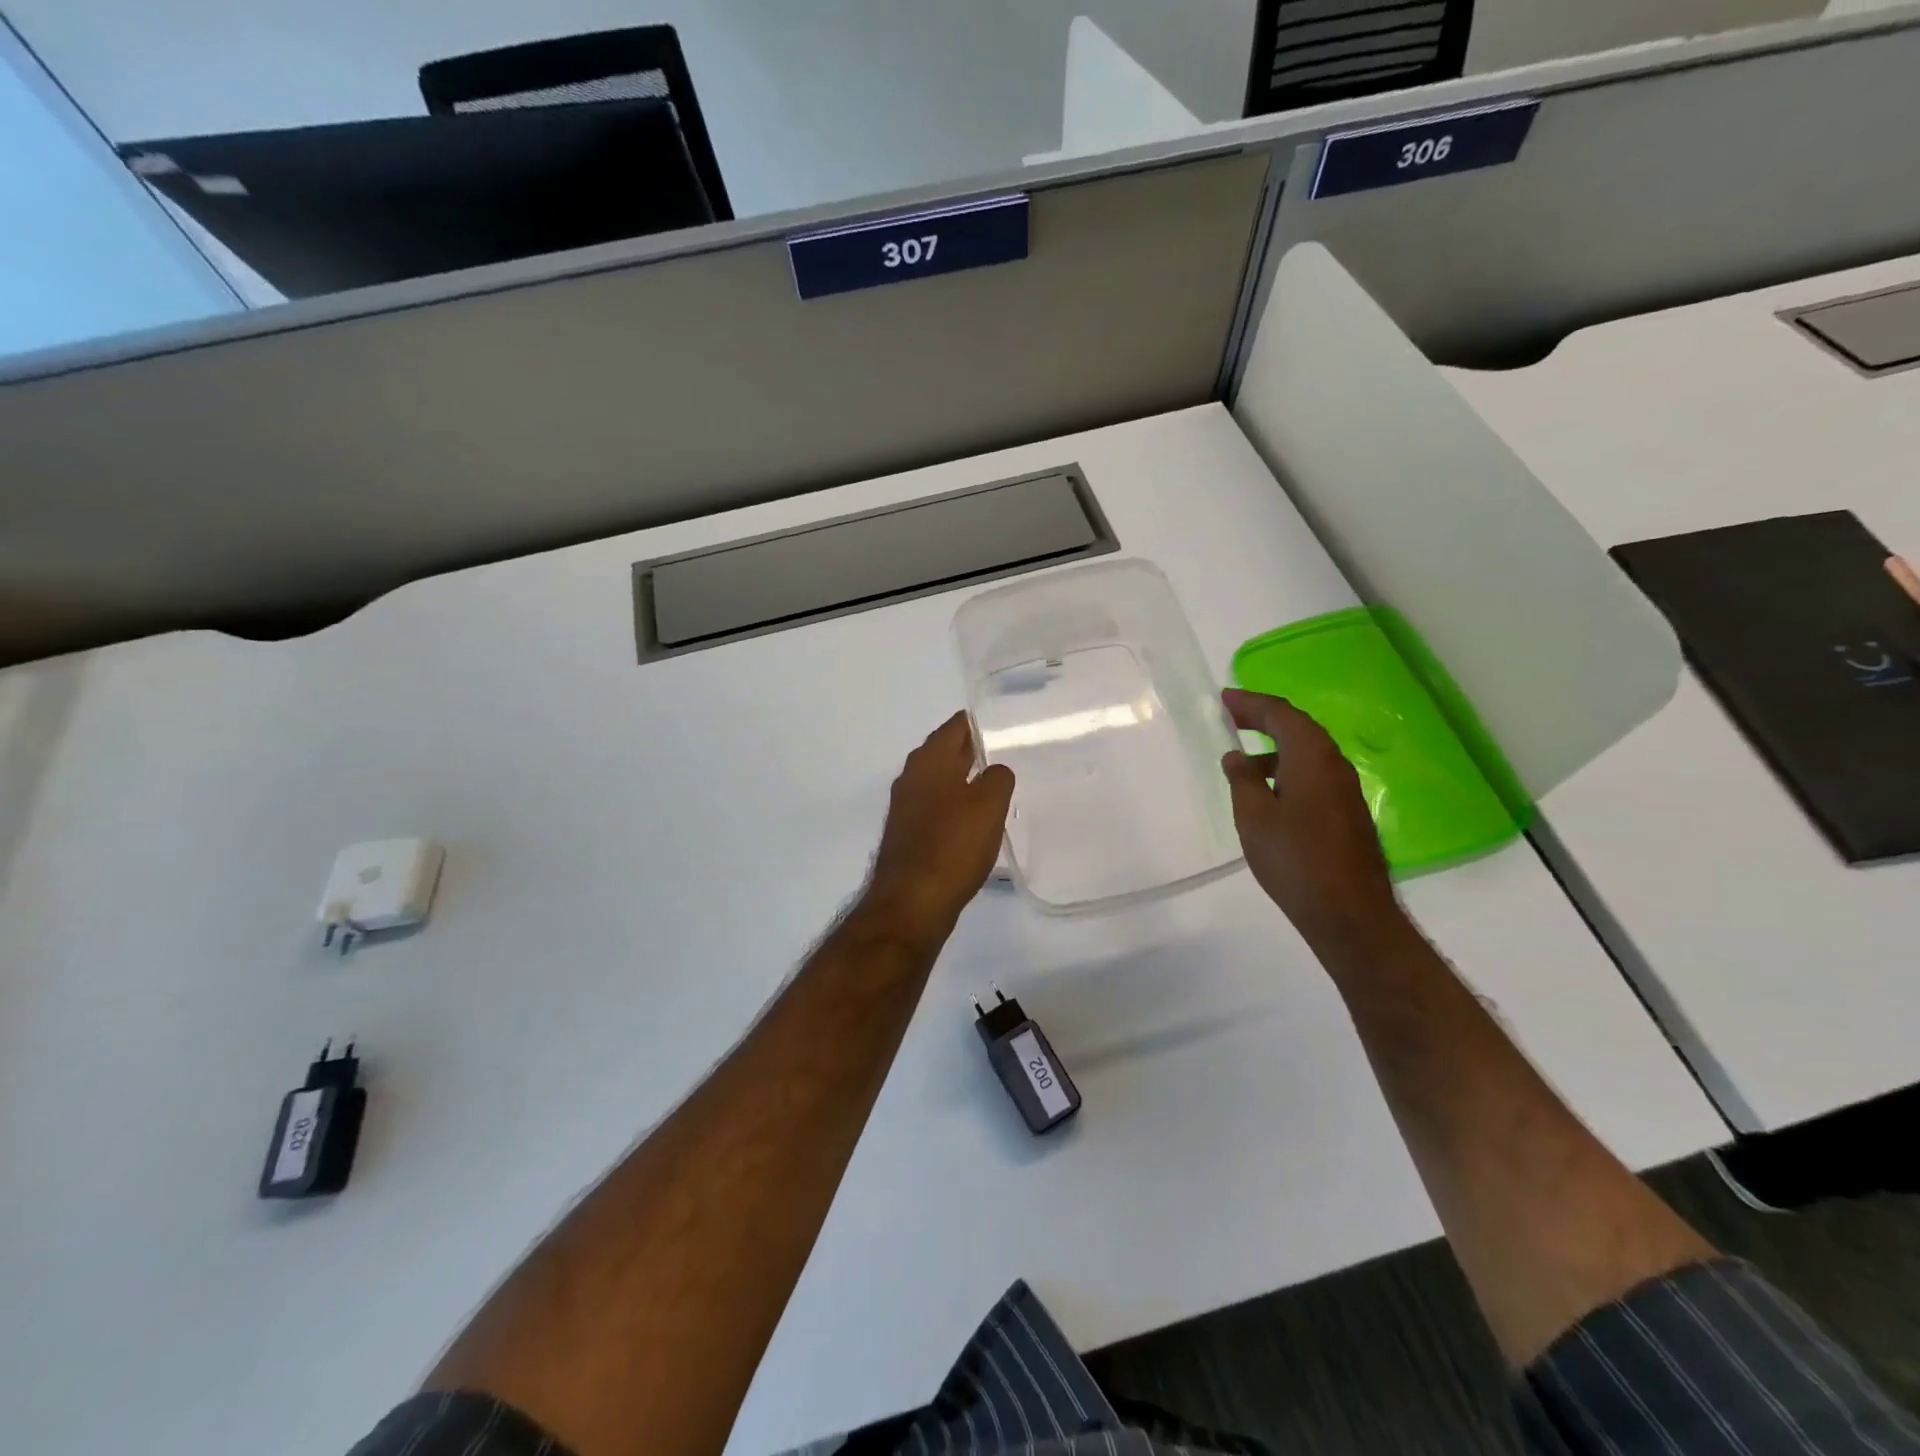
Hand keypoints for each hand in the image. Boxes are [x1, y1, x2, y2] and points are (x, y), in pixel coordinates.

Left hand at [862, 712, 1014, 946]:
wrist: (912, 902)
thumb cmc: (952, 845)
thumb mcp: (988, 804)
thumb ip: (997, 777)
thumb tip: (995, 771)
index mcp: (929, 761)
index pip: (956, 726)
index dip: (980, 722)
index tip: (1005, 722)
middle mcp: (912, 777)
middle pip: (946, 752)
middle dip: (973, 750)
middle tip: (1008, 751)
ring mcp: (907, 808)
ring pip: (941, 781)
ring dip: (965, 780)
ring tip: (998, 785)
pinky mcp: (909, 835)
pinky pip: (937, 809)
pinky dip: (956, 806)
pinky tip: (976, 821)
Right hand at [1221, 689, 1400, 951]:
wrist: (1349, 913)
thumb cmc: (1295, 859)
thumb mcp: (1254, 816)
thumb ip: (1243, 780)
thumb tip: (1237, 756)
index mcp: (1312, 757)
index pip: (1281, 714)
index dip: (1251, 703)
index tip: (1225, 699)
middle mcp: (1334, 765)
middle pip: (1298, 728)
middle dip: (1265, 718)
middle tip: (1233, 716)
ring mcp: (1345, 790)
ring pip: (1308, 752)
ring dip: (1276, 745)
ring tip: (1243, 757)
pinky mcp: (1347, 813)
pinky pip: (1314, 774)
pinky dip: (1288, 768)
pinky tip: (1268, 790)